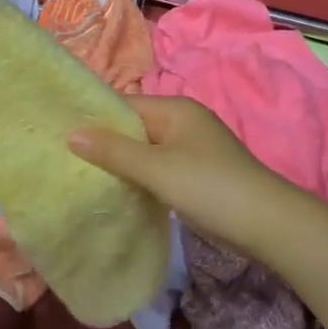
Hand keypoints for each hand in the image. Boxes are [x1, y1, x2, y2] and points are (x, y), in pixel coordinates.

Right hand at [69, 95, 308, 260]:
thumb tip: (71, 134)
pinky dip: (141, 177)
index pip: (124, 105)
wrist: (266, 223)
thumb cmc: (208, 186)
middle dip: (106, 142)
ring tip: (85, 176)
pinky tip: (121, 192)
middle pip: (135, 127)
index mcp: (176, 109)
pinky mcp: (199, 174)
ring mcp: (193, 148)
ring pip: (147, 150)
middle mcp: (184, 122)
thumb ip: (113, 150)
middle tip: (67, 159)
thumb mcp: (156, 167)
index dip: (94, 118)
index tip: (61, 134)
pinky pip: (160, 168)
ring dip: (123, 163)